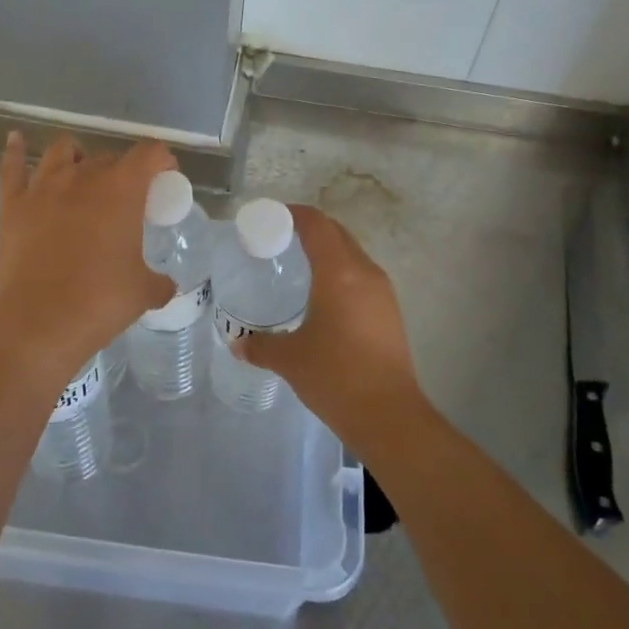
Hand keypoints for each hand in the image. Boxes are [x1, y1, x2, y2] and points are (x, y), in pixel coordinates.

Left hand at [0, 131, 175, 370]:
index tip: (165, 177)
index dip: (162, 161)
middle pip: (108, 157)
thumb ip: (158, 281)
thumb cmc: (100, 301)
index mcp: (122, 190)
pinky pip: (11, 166)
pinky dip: (15, 150)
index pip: (149, 154)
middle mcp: (83, 177)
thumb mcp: (144, 292)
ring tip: (80, 171)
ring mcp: (43, 187)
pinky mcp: (11, 204)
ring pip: (61, 151)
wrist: (40, 320)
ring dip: (76, 156)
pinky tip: (16, 140)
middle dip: (121, 170)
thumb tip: (164, 285)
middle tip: (125, 197)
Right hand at [234, 206, 431, 457]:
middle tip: (277, 240)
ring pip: (351, 254)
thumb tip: (238, 344)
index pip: (316, 224)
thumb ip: (260, 346)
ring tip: (296, 266)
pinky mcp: (390, 312)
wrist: (388, 415)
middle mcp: (365, 272)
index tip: (268, 218)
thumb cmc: (335, 376)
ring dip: (327, 251)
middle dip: (308, 230)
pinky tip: (321, 297)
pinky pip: (361, 276)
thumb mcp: (289, 358)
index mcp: (339, 272)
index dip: (293, 214)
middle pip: (336, 234)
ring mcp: (382, 292)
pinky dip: (339, 273)